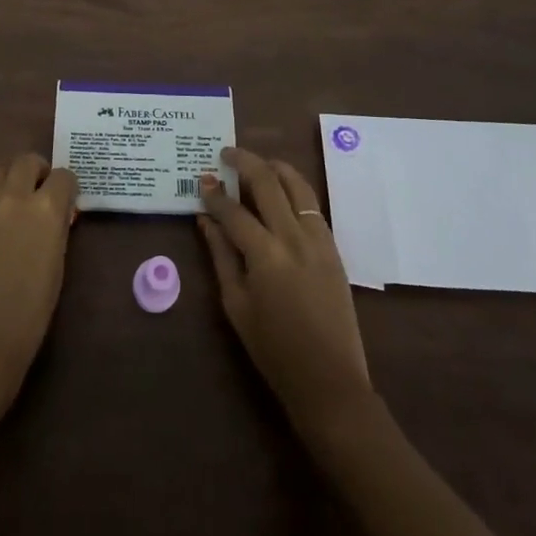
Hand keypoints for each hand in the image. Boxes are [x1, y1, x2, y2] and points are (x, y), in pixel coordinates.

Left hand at [0, 155, 77, 414]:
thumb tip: (56, 214)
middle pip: (26, 161)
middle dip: (37, 172)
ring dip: (9, 183)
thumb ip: (56, 228)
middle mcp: (12, 197)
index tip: (66, 203)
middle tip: (38, 194)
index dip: (67, 189)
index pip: (64, 176)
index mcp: (45, 209)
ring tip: (11, 209)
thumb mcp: (57, 264)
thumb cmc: (31, 313)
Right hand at [198, 147, 372, 437]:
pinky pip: (312, 205)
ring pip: (297, 185)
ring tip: (256, 161)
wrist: (330, 381)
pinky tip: (281, 188)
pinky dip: (295, 187)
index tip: (202, 179)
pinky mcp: (333, 247)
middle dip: (244, 162)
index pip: (234, 211)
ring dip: (274, 167)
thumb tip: (205, 219)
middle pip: (268, 183)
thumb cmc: (274, 350)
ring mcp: (318, 240)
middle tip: (226, 153)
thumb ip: (221, 256)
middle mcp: (294, 238)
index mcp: (265, 256)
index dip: (215, 193)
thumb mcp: (236, 305)